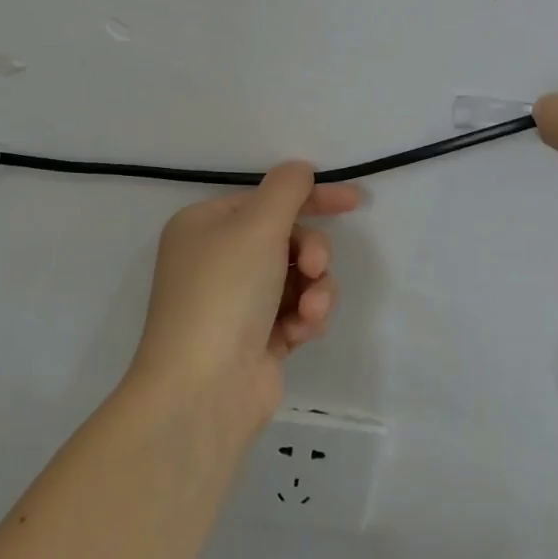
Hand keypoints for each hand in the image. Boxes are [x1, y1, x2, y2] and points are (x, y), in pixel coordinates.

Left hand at [129, 162, 360, 431]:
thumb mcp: (256, 226)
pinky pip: (295, 312)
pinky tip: (301, 332)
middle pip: (286, 239)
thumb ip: (286, 190)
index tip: (354, 201)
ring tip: (310, 311)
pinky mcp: (256, 338)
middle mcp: (217, 260)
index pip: (266, 199)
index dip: (311, 197)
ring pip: (298, 278)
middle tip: (314, 268)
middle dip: (311, 252)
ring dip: (314, 290)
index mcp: (205, 226)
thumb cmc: (225, 293)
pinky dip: (305, 318)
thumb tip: (299, 169)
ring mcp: (237, 302)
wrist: (203, 389)